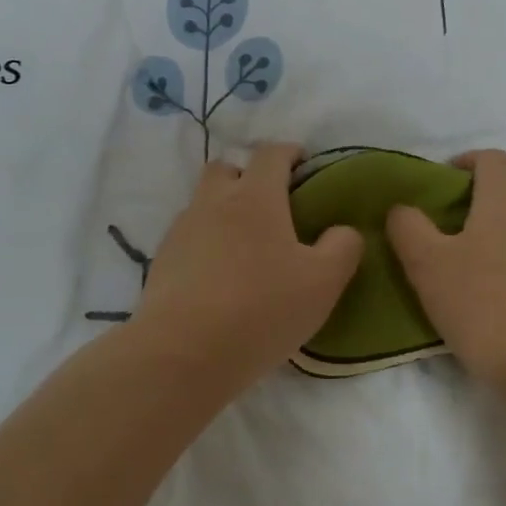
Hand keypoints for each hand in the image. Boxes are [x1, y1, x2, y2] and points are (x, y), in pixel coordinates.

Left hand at [129, 143, 364, 393]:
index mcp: (255, 197)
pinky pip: (188, 237)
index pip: (271, 153)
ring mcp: (182, 231)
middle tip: (271, 204)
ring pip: (203, 202)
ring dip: (223, 210)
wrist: (183, 353)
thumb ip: (343, 248)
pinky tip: (219, 275)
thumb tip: (343, 231)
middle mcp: (213, 202)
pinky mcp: (161, 262)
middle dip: (247, 175)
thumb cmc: (262, 309)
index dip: (289, 152)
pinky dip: (205, 242)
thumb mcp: (323, 282)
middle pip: (226, 168)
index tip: (303, 163)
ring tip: (245, 246)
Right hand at [385, 149, 505, 407]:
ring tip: (461, 274)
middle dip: (471, 206)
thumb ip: (408, 228)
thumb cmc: (486, 306)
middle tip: (438, 236)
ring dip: (491, 240)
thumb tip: (403, 209)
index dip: (464, 162)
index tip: (438, 185)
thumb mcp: (428, 265)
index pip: (491, 159)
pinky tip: (491, 303)